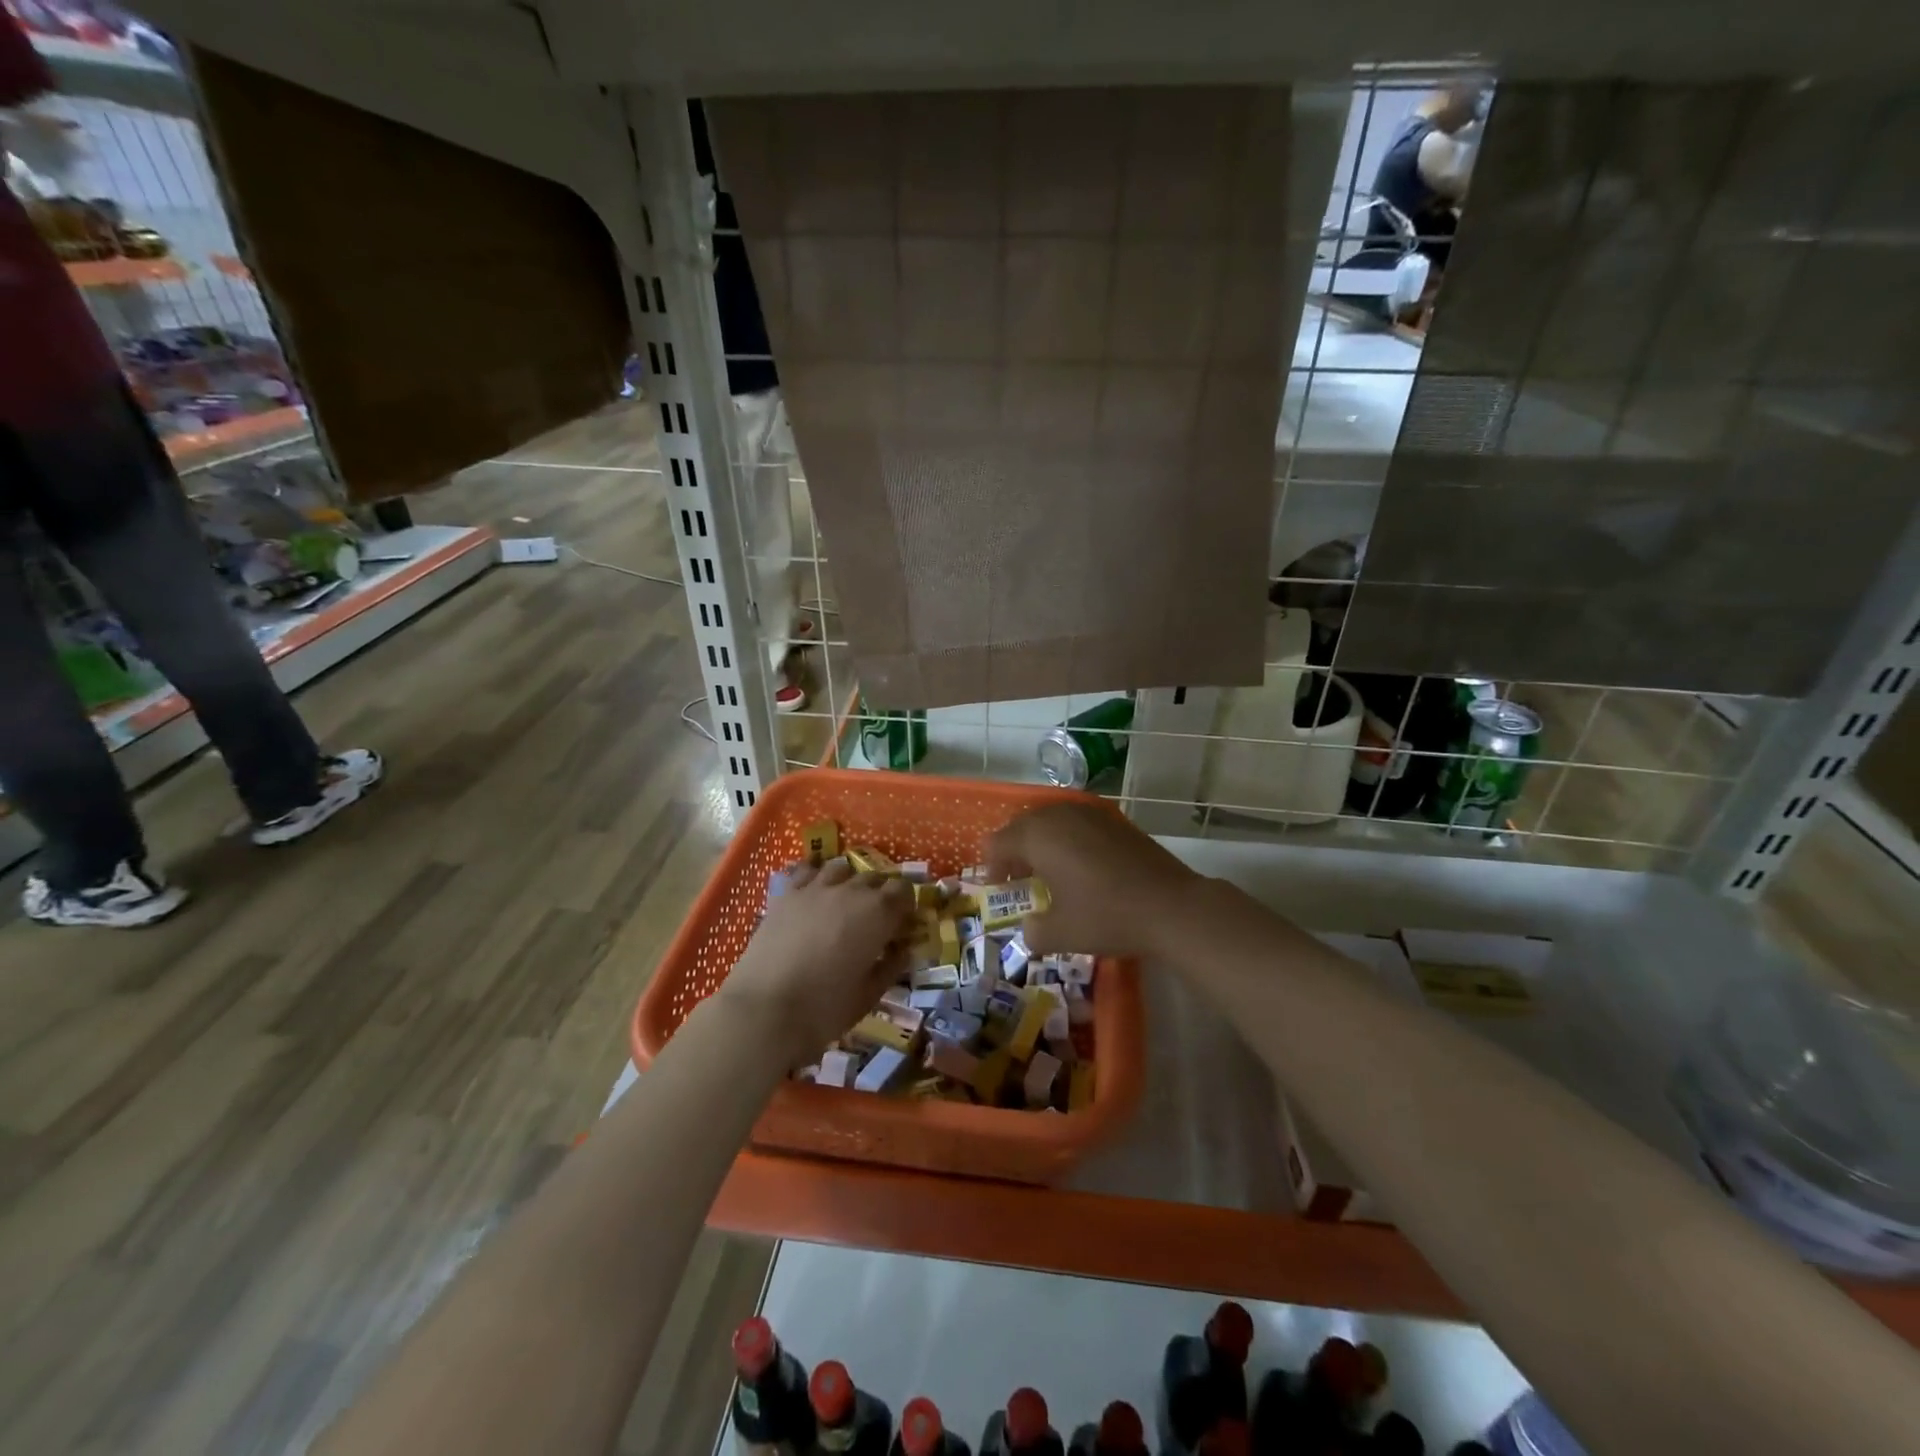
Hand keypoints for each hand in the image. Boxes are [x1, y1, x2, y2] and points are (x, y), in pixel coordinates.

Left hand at [715, 860, 915, 1062]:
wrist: (765, 1009)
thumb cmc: (826, 1007)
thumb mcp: (869, 994)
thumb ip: (891, 967)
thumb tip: (902, 951)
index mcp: (879, 913)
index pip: (904, 890)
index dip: (906, 904)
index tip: (902, 923)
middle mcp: (851, 891)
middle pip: (874, 877)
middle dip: (880, 894)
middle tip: (875, 919)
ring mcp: (816, 888)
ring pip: (841, 868)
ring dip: (849, 881)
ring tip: (844, 901)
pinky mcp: (787, 894)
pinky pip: (807, 871)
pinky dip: (815, 875)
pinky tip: (814, 891)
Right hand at [987, 803, 1198, 959]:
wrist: (1171, 906)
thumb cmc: (1106, 916)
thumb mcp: (1060, 934)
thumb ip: (1032, 931)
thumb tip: (1029, 926)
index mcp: (1037, 837)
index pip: (997, 843)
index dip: (992, 868)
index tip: (1000, 891)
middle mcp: (1059, 816)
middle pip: (1022, 826)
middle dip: (1015, 852)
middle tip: (1020, 882)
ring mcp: (1089, 813)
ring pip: (1050, 821)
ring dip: (1042, 844)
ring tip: (1050, 874)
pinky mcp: (1114, 820)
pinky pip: (1076, 824)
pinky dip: (1068, 841)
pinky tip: (1081, 868)